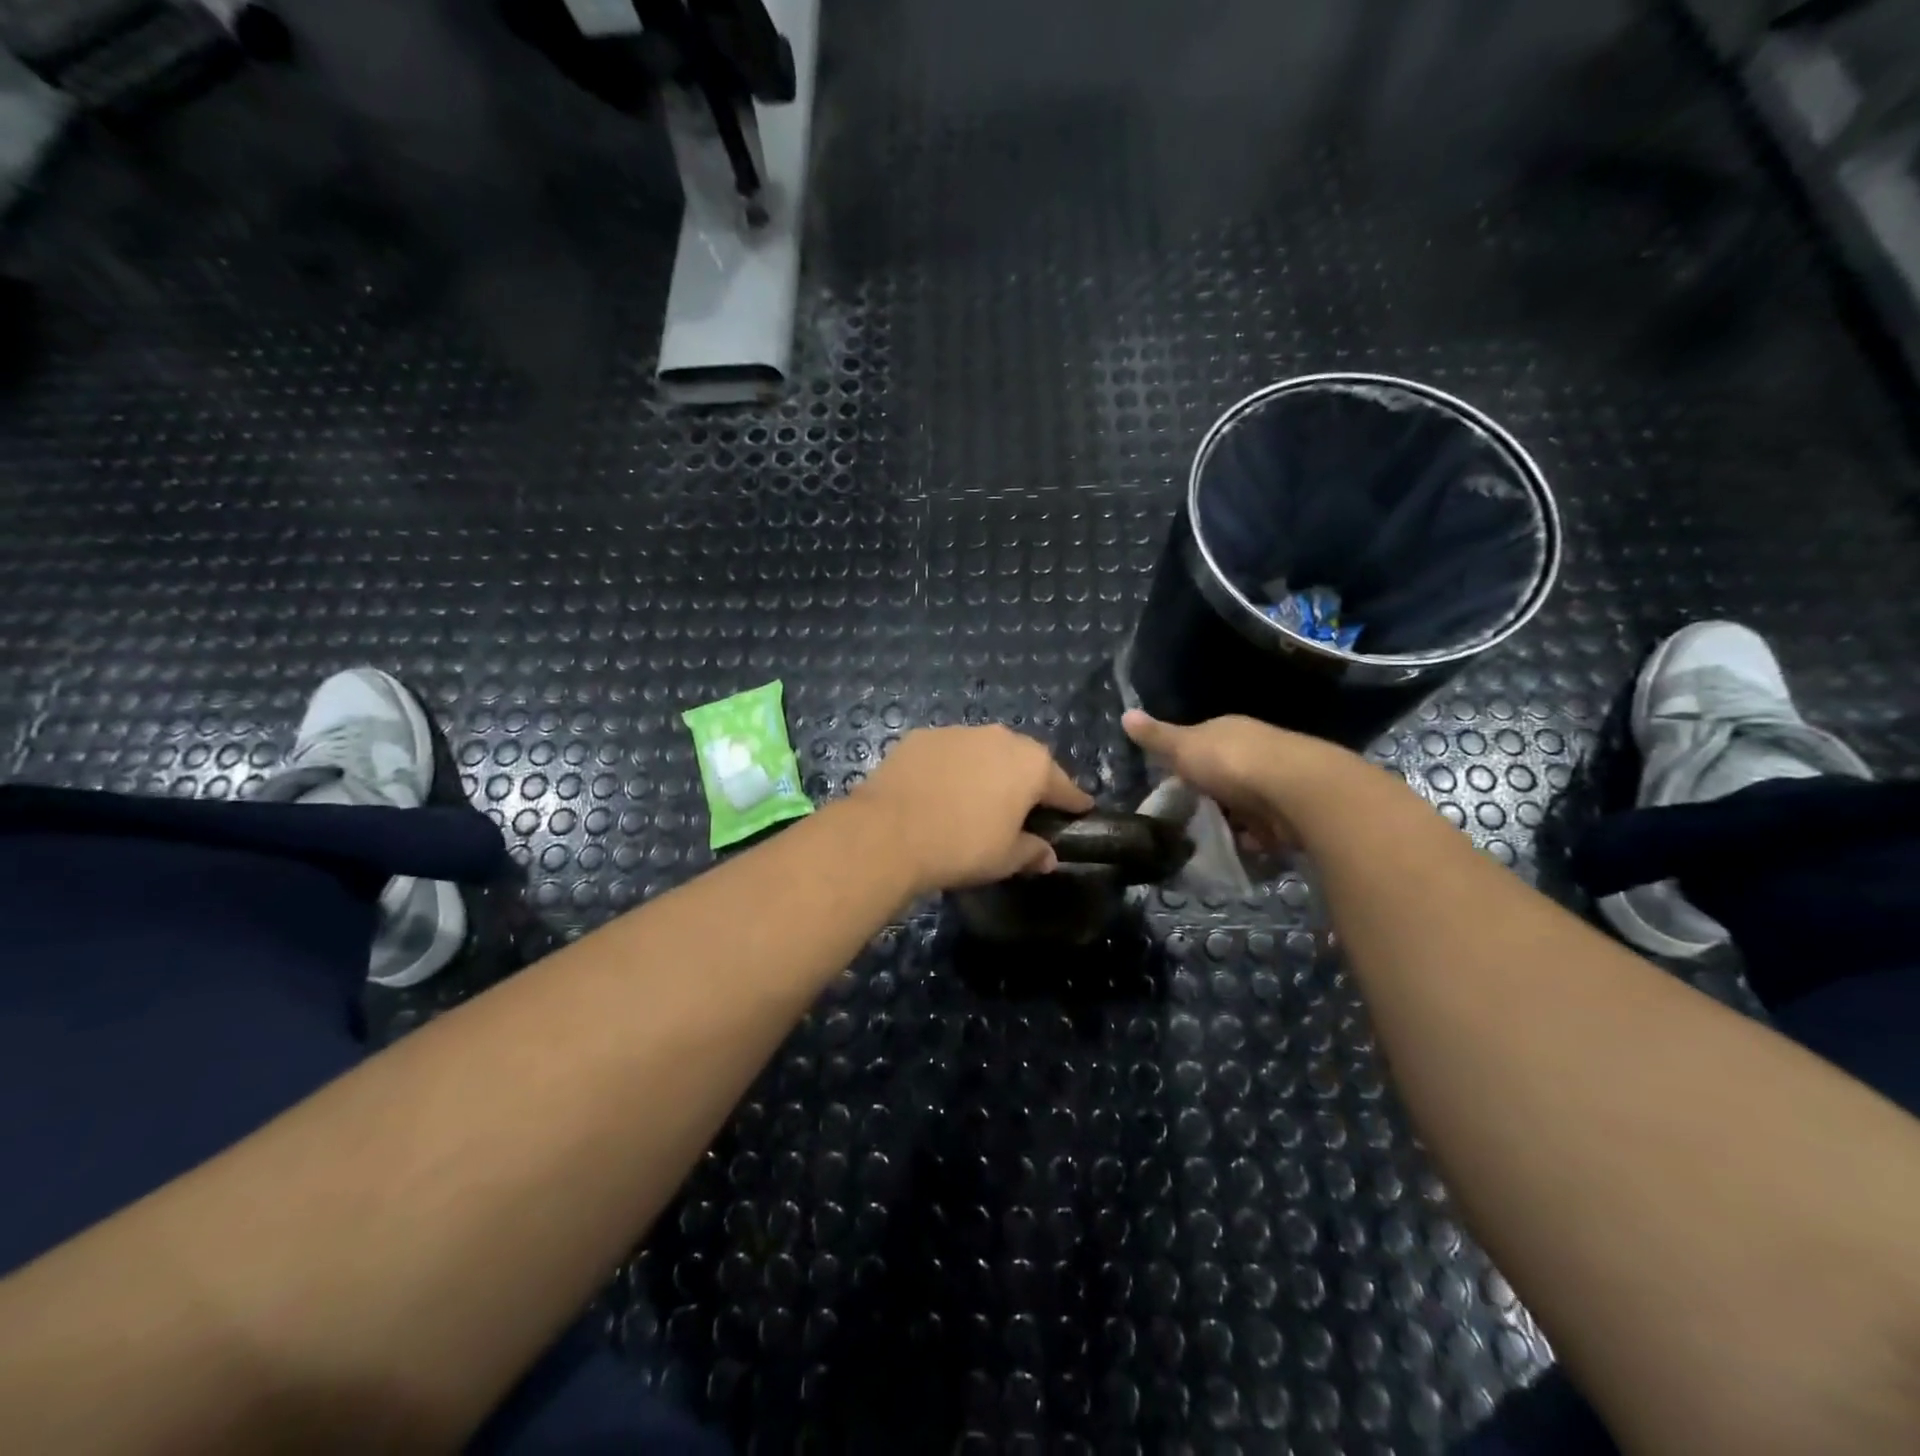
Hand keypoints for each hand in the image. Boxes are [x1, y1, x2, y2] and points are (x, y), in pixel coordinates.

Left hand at [855, 725, 1092, 894]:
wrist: (890, 832)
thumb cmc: (963, 846)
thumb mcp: (1006, 858)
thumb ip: (1032, 851)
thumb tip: (1047, 856)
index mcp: (1031, 764)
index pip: (1063, 785)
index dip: (1072, 801)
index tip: (1080, 809)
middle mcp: (999, 737)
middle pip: (1023, 760)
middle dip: (1026, 781)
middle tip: (1024, 808)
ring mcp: (958, 732)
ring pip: (983, 752)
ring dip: (986, 771)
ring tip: (977, 799)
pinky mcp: (922, 737)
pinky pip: (948, 753)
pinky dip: (950, 768)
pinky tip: (940, 791)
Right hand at [1122, 710, 1347, 851]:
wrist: (1298, 790)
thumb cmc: (1232, 762)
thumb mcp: (1184, 747)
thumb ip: (1157, 738)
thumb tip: (1125, 714)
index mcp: (1229, 731)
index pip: (1202, 743)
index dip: (1185, 762)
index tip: (1169, 784)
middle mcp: (1256, 750)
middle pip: (1225, 775)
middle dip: (1210, 795)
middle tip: (1186, 817)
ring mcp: (1278, 781)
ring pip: (1246, 802)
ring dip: (1233, 820)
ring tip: (1209, 840)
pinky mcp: (1294, 811)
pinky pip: (1266, 827)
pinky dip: (1254, 839)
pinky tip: (1241, 849)